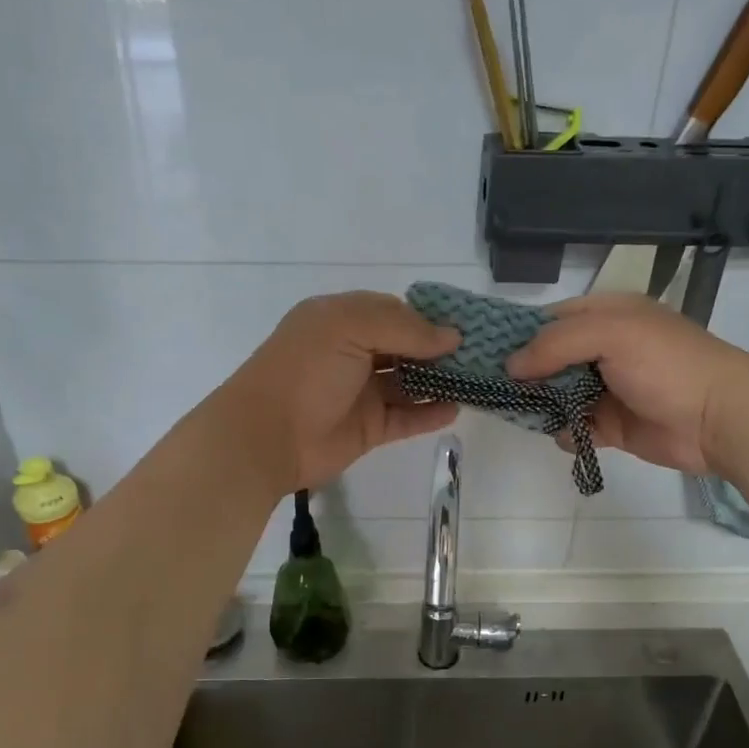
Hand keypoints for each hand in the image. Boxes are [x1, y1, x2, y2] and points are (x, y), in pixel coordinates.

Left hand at [214, 292, 459, 494]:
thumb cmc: (306, 371)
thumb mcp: (349, 328)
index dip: (428, 318)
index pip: (394, 311)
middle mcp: (353, 352)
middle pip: (405, 347)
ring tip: (478, 380)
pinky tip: (456, 408)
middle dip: (440, 350)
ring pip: (409, 383)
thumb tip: (451, 336)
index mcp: (341, 320)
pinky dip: (430, 414)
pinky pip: (406, 418)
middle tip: (482, 354)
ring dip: (440, 381)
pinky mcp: (368, 428)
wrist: (266, 436)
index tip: (466, 325)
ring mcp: (361, 392)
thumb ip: (403, 327)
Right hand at [506, 293, 748, 475]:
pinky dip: (565, 431)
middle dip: (524, 374)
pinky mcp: (611, 425)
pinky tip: (568, 432)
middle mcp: (603, 349)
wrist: (719, 418)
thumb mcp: (611, 335)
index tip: (486, 353)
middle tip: (496, 388)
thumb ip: (556, 344)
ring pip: (556, 394)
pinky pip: (573, 426)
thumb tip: (511, 366)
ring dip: (540, 404)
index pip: (551, 319)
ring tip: (524, 412)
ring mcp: (606, 388)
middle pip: (548, 359)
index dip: (520, 334)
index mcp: (607, 315)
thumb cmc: (667, 365)